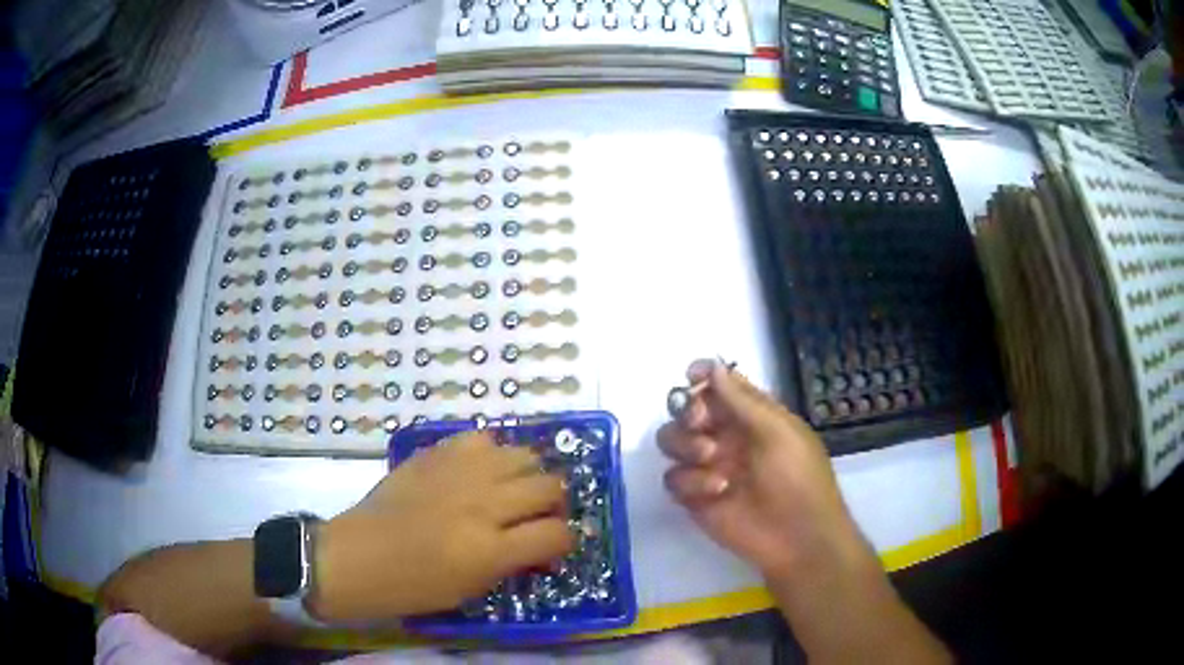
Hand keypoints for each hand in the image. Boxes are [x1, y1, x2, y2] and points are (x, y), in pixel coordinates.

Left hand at [310, 431, 573, 622]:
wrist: (359, 556)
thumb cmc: (413, 586)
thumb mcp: (472, 589)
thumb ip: (512, 562)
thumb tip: (541, 545)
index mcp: (490, 549)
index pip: (557, 533)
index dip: (564, 540)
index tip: (554, 545)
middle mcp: (482, 504)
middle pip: (548, 486)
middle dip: (553, 504)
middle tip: (538, 516)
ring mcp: (459, 473)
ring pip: (523, 455)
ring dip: (528, 475)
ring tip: (512, 490)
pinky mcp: (436, 453)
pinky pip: (482, 439)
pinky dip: (491, 455)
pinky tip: (480, 472)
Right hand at [657, 360, 870, 580]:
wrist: (796, 536)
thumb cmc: (796, 476)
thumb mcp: (777, 431)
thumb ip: (741, 400)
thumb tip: (713, 365)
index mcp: (750, 416)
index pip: (718, 387)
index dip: (701, 378)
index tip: (691, 377)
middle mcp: (725, 437)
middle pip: (686, 411)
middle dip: (687, 412)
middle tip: (700, 422)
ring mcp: (708, 467)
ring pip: (672, 442)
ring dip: (685, 444)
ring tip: (709, 457)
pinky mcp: (695, 498)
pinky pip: (673, 479)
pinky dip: (690, 481)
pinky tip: (717, 490)